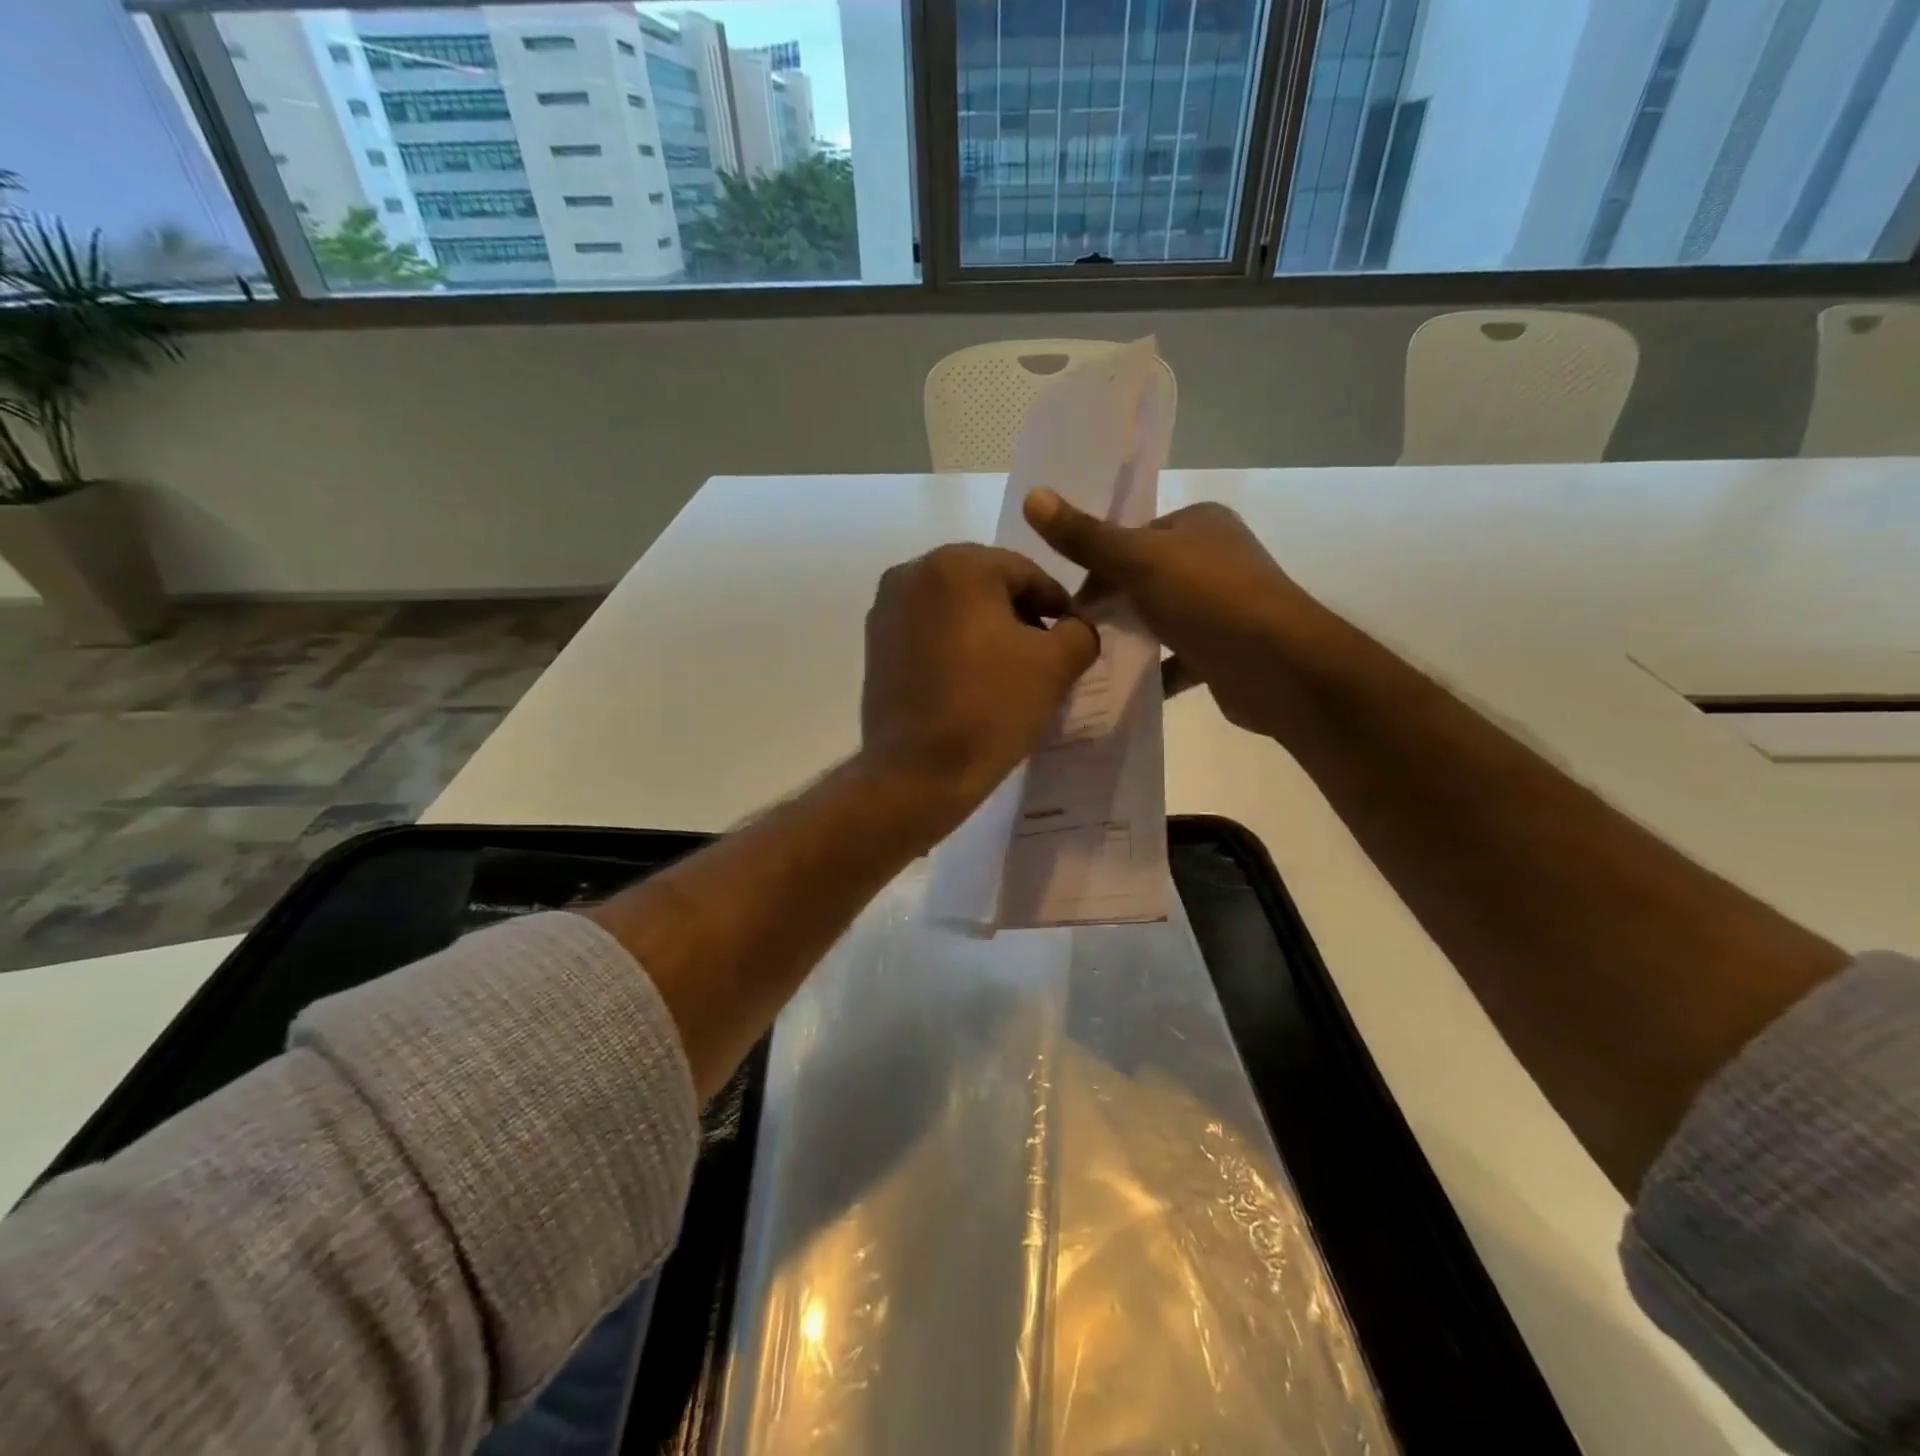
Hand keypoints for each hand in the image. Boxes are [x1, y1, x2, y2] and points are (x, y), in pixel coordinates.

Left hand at [861, 544, 1098, 828]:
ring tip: (1008, 672)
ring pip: (955, 607)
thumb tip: (1075, 625)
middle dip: (1019, 615)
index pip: (1026, 572)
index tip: (1073, 640)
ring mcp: (886, 608)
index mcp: (957, 564)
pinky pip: (928, 630)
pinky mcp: (874, 643)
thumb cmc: (989, 709)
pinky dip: (954, 644)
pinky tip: (971, 680)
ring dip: (987, 630)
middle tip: (1043, 657)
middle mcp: (912, 572)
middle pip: (986, 584)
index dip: (1057, 605)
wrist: (917, 772)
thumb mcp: (1056, 666)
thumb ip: (1081, 631)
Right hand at [1023, 489, 1322, 733]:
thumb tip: (1032, 495)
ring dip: (1129, 638)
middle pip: (1143, 579)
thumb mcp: (1140, 561)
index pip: (1131, 537)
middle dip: (1109, 605)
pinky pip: (1177, 658)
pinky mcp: (1225, 650)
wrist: (1282, 669)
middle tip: (1075, 635)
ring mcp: (1222, 606)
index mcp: (1199, 523)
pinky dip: (1153, 670)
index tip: (1068, 602)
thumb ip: (1087, 537)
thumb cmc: (1210, 600)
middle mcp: (1214, 558)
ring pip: (1159, 619)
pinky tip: (1124, 686)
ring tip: (1090, 660)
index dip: (1095, 566)